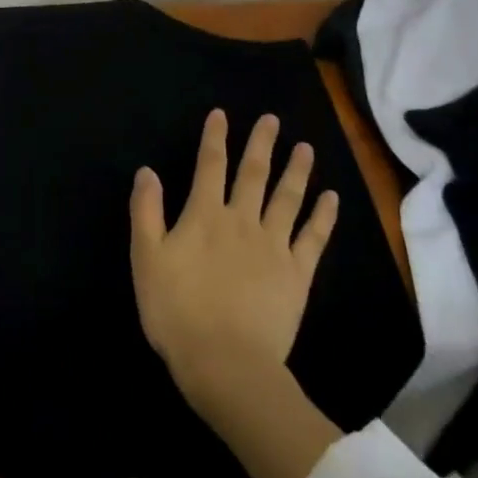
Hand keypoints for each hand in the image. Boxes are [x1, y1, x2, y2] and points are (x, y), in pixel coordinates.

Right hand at [130, 109, 338, 408]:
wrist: (225, 363)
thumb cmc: (177, 311)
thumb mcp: (147, 259)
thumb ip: (146, 212)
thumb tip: (147, 171)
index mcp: (205, 215)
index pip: (210, 165)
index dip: (215, 137)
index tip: (222, 114)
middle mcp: (241, 220)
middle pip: (253, 173)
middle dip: (261, 143)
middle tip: (272, 119)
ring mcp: (273, 246)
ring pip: (287, 198)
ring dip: (296, 170)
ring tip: (305, 147)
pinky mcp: (297, 274)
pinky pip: (313, 238)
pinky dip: (323, 216)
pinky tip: (331, 197)